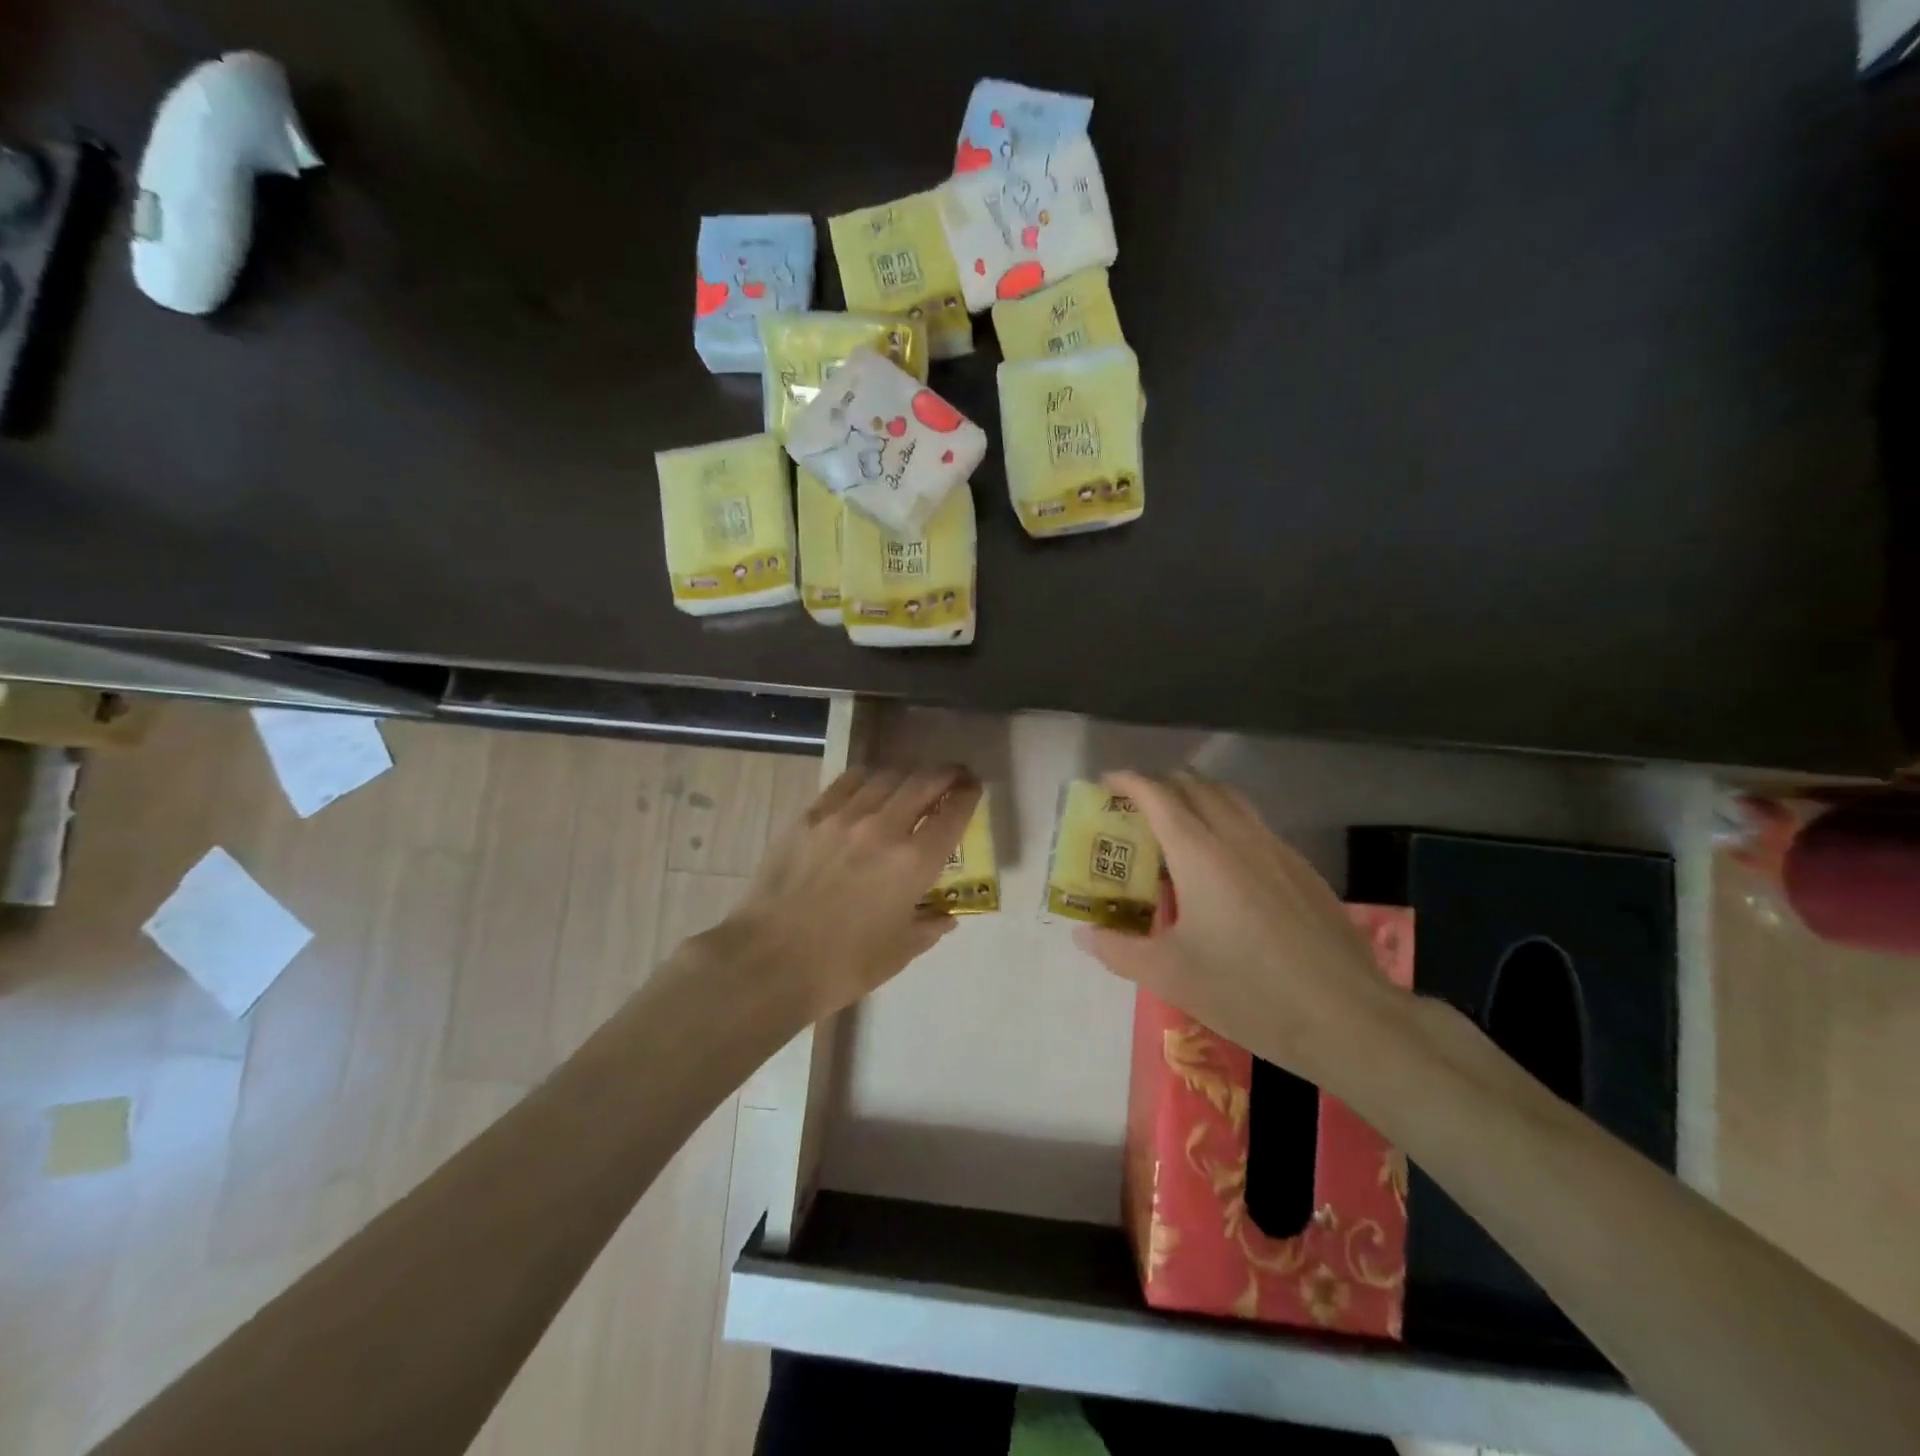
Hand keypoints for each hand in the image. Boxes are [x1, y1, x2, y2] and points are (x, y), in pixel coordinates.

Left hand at [715, 765, 980, 1028]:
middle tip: (952, 775)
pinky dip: (868, 778)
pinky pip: (848, 781)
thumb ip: (929, 927)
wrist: (769, 961)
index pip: (952, 813)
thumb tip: (946, 916)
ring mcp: (844, 817)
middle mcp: (884, 828)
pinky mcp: (811, 815)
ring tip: (911, 782)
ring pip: (886, 776)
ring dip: (907, 775)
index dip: (968, 795)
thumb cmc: (842, 965)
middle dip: (945, 774)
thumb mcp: (899, 952)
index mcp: (914, 863)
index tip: (973, 787)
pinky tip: (870, 785)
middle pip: (924, 782)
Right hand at [1073, 770, 1409, 1081]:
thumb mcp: (1170, 975)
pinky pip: (1255, 825)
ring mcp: (1277, 850)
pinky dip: (1226, 821)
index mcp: (1199, 853)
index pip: (1158, 795)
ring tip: (1176, 824)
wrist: (1348, 1017)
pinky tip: (1224, 865)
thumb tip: (1082, 932)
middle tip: (1136, 804)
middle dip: (1162, 783)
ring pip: (1231, 800)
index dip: (1129, 781)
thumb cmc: (1248, 992)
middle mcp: (1238, 837)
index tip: (1106, 782)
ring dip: (1197, 797)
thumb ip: (1118, 948)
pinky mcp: (1303, 870)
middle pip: (1196, 786)